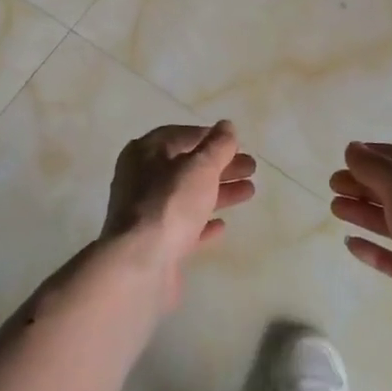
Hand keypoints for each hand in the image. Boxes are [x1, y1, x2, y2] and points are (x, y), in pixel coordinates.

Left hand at [102, 122, 255, 308]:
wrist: (140, 264)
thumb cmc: (170, 204)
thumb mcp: (200, 167)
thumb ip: (218, 145)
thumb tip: (227, 126)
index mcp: (145, 153)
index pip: (180, 135)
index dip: (210, 137)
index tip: (236, 144)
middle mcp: (140, 179)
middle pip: (186, 166)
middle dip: (220, 166)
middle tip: (251, 168)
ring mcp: (145, 213)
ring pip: (188, 196)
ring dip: (218, 192)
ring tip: (249, 192)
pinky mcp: (154, 242)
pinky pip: (182, 226)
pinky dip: (202, 222)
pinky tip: (222, 225)